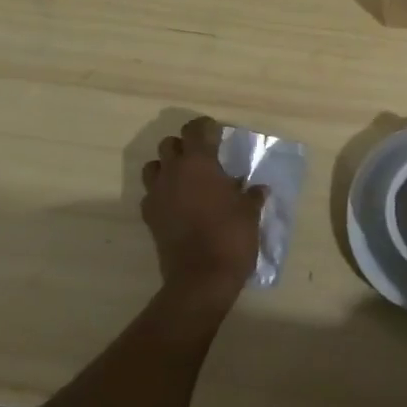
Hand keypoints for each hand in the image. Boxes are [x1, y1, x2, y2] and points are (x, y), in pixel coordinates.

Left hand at [140, 117, 263, 314]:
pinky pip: (151, 194)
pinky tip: (177, 205)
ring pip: (153, 166)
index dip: (204, 127)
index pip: (194, 129)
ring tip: (185, 179)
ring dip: (167, 167)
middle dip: (184, 146)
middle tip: (202, 158)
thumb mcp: (249, 213)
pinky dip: (161, 194)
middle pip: (169, 144)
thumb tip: (257, 188)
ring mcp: (157, 194)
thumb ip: (251, 195)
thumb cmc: (230, 237)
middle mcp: (173, 172)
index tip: (215, 132)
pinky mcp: (149, 217)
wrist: (201, 279)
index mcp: (199, 162)